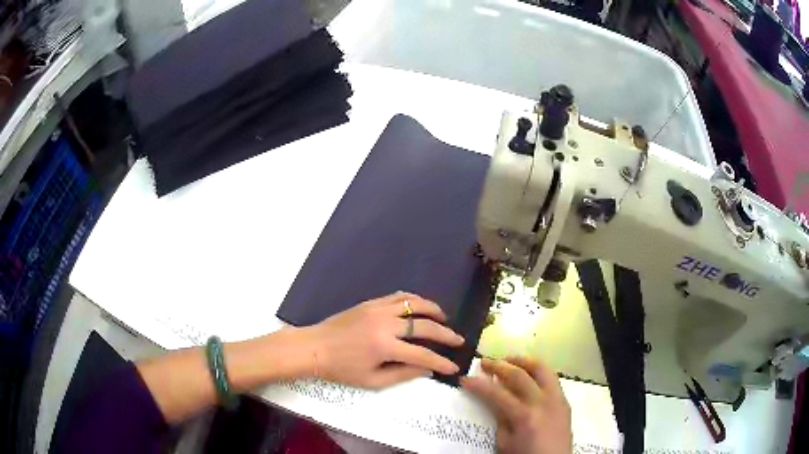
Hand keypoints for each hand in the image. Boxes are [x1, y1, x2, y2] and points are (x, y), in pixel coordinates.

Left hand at [302, 292, 464, 388]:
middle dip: (446, 334)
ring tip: (443, 318)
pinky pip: (399, 296)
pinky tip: (420, 308)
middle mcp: (385, 324)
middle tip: (458, 340)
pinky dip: (414, 300)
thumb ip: (402, 374)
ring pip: (414, 303)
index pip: (423, 355)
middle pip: (425, 326)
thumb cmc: (341, 369)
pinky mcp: (371, 302)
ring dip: (433, 310)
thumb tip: (427, 369)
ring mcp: (378, 309)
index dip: (441, 362)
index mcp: (385, 347)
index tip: (454, 367)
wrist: (314, 347)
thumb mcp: (372, 380)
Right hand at [462, 358, 571, 453]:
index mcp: (525, 416)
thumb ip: (500, 419)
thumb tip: (494, 399)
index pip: (497, 394)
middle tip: (485, 362)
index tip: (465, 378)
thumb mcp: (505, 444)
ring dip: (524, 361)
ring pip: (542, 369)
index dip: (478, 385)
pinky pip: (552, 379)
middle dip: (500, 366)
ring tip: (509, 359)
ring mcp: (557, 399)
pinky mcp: (565, 401)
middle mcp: (543, 402)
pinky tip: (528, 375)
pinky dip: (538, 371)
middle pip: (520, 375)